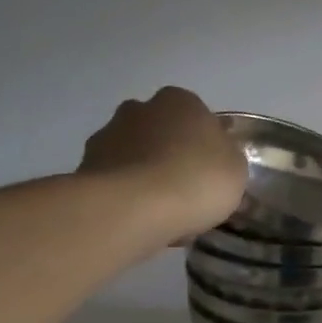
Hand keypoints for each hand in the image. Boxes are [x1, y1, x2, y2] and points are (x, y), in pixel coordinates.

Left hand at [79, 87, 246, 243]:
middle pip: (161, 132)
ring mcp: (108, 136)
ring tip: (161, 214)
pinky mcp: (85, 168)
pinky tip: (140, 222)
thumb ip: (226, 157)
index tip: (210, 172)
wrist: (134, 208)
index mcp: (180, 100)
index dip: (204, 145)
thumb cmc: (196, 179)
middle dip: (169, 155)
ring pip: (135, 156)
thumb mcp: (236, 169)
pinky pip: (116, 181)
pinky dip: (126, 196)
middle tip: (185, 191)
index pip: (197, 116)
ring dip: (144, 175)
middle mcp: (140, 108)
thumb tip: (215, 158)